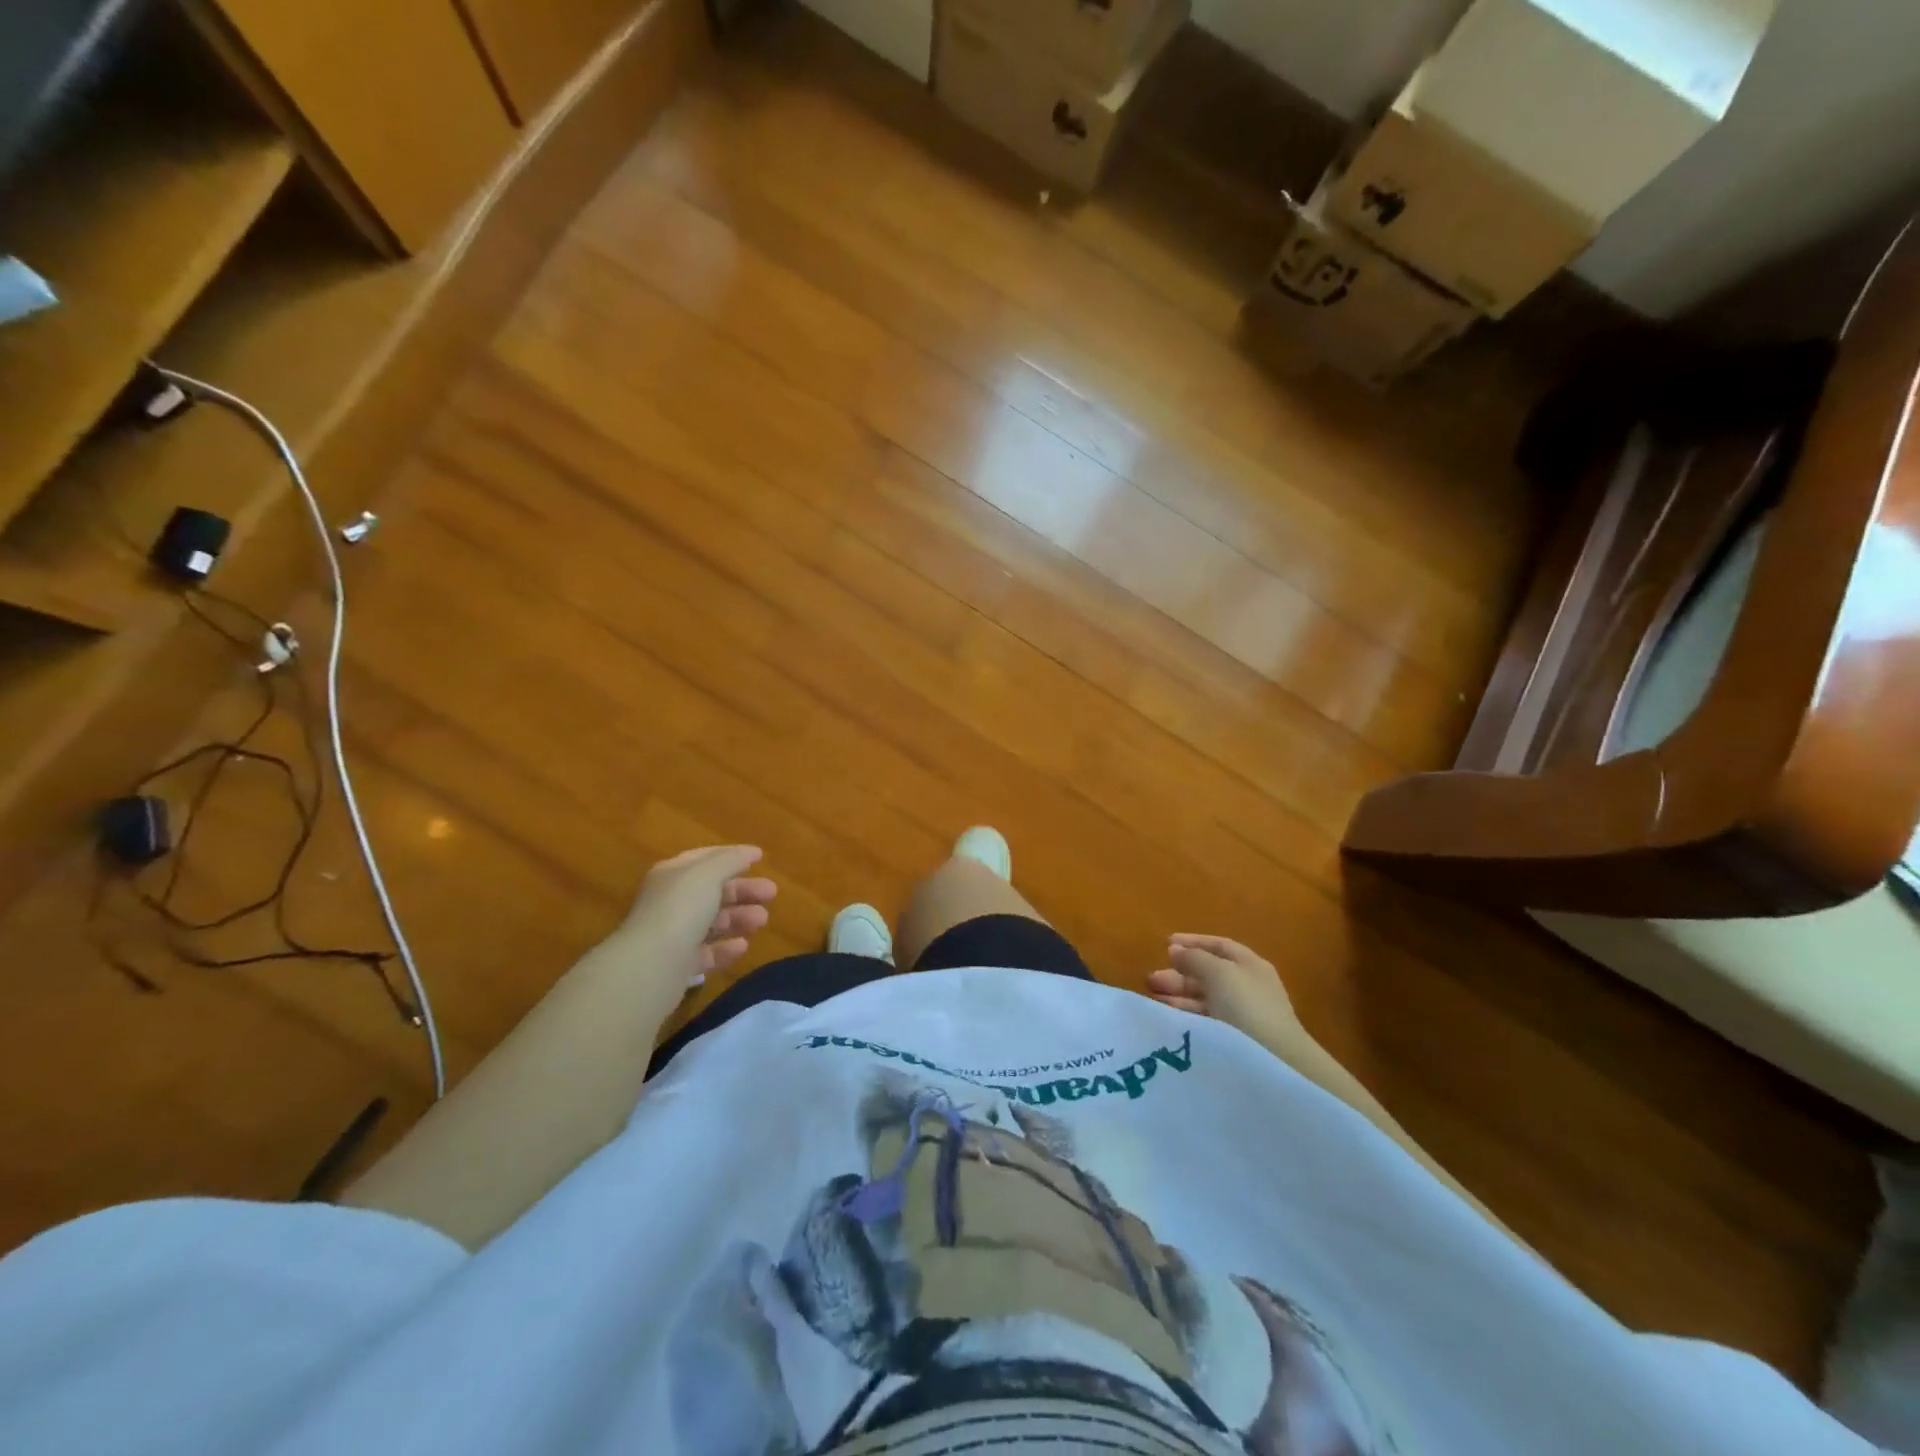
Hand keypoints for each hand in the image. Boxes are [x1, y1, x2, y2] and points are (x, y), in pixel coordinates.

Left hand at [616, 846, 778, 984]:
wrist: (651, 965)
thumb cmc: (681, 909)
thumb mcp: (708, 874)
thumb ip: (731, 860)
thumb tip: (750, 852)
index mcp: (673, 874)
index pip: (705, 858)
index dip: (732, 856)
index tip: (760, 858)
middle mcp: (670, 901)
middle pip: (712, 891)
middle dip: (743, 890)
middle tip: (771, 894)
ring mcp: (673, 935)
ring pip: (712, 922)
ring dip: (739, 918)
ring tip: (762, 920)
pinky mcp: (678, 965)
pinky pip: (707, 953)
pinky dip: (726, 948)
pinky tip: (742, 946)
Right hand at [1148, 935, 1301, 1049]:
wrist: (1274, 1062)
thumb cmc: (1247, 1007)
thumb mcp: (1218, 973)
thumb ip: (1194, 958)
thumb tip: (1174, 949)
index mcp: (1250, 966)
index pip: (1219, 946)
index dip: (1193, 942)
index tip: (1165, 944)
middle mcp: (1247, 988)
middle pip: (1208, 974)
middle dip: (1179, 973)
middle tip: (1152, 978)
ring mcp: (1241, 1016)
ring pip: (1204, 998)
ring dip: (1178, 995)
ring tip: (1153, 996)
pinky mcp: (1233, 1040)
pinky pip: (1204, 1020)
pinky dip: (1185, 1015)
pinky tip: (1168, 1017)